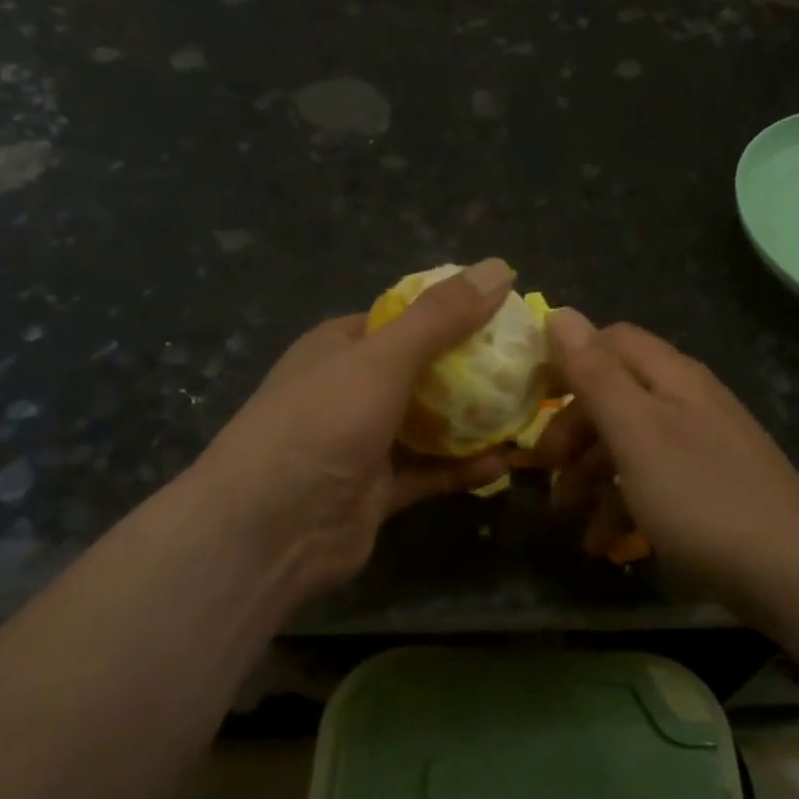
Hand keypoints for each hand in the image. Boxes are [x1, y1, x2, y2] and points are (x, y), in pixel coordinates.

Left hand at [185, 260, 517, 597]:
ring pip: (429, 423)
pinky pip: (430, 472)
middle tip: (531, 363)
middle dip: (474, 367)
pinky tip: (508, 459)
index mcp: (341, 347)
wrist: (268, 531)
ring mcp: (364, 443)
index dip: (454, 312)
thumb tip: (500, 267)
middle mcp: (351, 389)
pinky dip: (464, 467)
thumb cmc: (321, 423)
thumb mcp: (383, 359)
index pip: (404, 318)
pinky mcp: (378, 491)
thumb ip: (441, 317)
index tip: (508, 315)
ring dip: (474, 419)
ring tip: (530, 407)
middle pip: (423, 370)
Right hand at [535, 309, 798, 600]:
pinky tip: (603, 543)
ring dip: (591, 475)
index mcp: (672, 377)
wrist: (793, 574)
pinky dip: (623, 506)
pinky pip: (654, 483)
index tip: (531, 397)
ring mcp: (702, 446)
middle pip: (616, 395)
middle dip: (574, 430)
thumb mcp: (636, 433)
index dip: (570, 361)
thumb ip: (596, 374)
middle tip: (543, 468)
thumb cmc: (701, 497)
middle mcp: (688, 402)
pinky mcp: (710, 489)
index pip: (611, 342)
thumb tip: (560, 311)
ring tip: (566, 516)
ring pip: (630, 444)